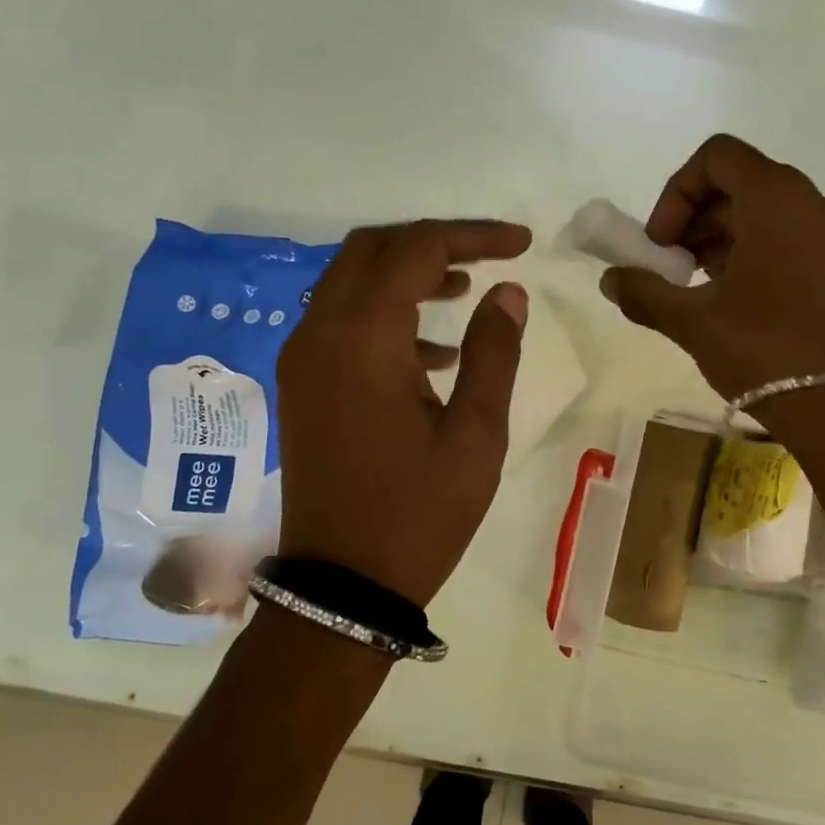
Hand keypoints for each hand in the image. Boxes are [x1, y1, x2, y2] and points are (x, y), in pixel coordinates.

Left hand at [277, 219, 530, 608]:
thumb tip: (508, 292)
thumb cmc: (418, 514)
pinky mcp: (302, 384)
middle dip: (433, 243)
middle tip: (487, 258)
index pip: (417, 249)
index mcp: (363, 339)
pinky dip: (385, 312)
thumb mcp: (475, 435)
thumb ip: (493, 352)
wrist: (340, 589)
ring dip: (406, 273)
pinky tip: (433, 353)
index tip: (522, 244)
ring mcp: (302, 358)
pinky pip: (341, 320)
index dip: (473, 235)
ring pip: (351, 281)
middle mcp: (319, 333)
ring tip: (465, 292)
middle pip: (372, 250)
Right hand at [601, 134, 824, 401]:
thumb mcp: (692, 321)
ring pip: (767, 211)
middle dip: (696, 219)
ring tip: (700, 286)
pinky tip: (736, 297)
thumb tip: (610, 280)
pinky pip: (793, 235)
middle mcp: (815, 202)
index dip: (677, 192)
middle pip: (741, 183)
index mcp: (778, 199)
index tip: (662, 242)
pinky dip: (757, 249)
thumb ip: (643, 291)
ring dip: (723, 236)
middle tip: (672, 267)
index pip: (717, 157)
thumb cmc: (763, 351)